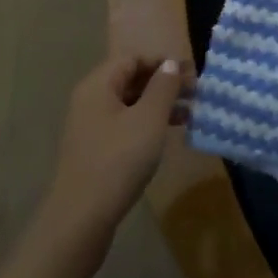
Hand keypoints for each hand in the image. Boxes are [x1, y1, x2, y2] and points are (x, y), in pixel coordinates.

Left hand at [40, 55, 186, 260]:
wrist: (80, 219)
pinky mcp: (94, 150)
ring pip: (129, 104)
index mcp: (99, 84)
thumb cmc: (118, 160)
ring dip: (158, 105)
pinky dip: (147, 124)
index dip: (162, 62)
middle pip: (130, 79)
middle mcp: (90, 99)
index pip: (133, 58)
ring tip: (189, 115)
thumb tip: (169, 64)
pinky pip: (124, 125)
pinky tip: (166, 136)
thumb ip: (163, 87)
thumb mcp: (149, 119)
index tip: (191, 73)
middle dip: (163, 84)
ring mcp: (90, 126)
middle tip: (196, 94)